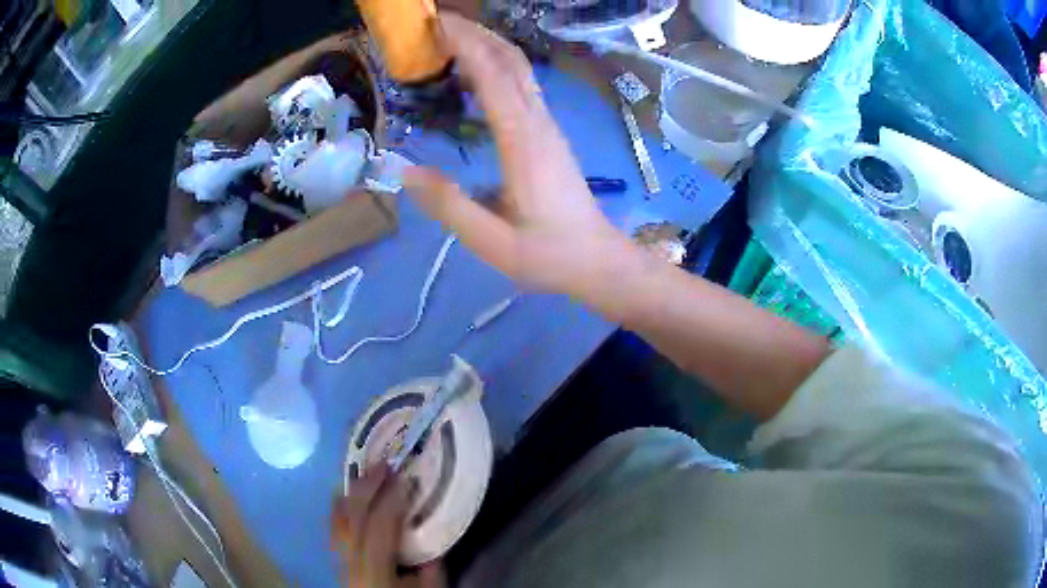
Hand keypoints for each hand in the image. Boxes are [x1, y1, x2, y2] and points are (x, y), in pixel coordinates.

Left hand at [331, 466, 443, 587]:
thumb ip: (431, 566)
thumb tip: (431, 532)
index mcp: (375, 573)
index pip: (378, 528)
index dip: (391, 501)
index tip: (405, 479)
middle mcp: (350, 565)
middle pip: (352, 518)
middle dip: (366, 489)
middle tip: (383, 465)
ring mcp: (339, 563)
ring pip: (337, 521)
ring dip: (351, 495)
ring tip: (365, 474)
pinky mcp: (338, 563)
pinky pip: (334, 530)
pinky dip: (340, 509)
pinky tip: (346, 496)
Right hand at [404, 13, 633, 298]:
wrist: (597, 258)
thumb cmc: (548, 253)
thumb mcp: (492, 242)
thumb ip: (449, 206)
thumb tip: (406, 171)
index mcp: (523, 142)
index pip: (493, 75)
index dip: (465, 44)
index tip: (434, 25)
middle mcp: (538, 122)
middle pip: (510, 60)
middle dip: (475, 33)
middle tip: (435, 22)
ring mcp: (547, 124)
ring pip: (519, 68)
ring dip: (486, 44)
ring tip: (448, 38)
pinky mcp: (548, 132)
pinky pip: (521, 85)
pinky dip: (495, 66)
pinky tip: (472, 72)